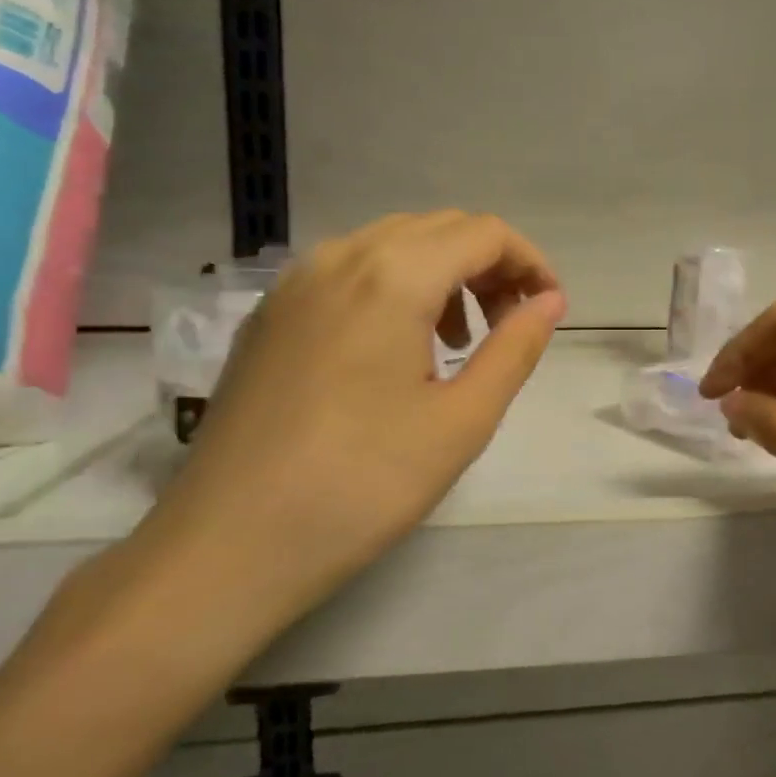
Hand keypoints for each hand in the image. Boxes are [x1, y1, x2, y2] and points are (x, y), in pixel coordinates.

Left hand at [144, 212, 566, 611]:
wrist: (226, 547)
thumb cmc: (362, 485)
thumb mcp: (462, 420)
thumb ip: (515, 348)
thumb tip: (550, 301)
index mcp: (392, 276)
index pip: (484, 233)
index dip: (531, 263)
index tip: (549, 311)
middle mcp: (340, 258)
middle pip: (440, 229)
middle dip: (490, 266)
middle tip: (510, 326)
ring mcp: (296, 283)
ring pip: (393, 244)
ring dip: (444, 274)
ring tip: (458, 343)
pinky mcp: (271, 314)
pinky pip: (350, 271)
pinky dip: (396, 287)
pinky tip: (398, 351)